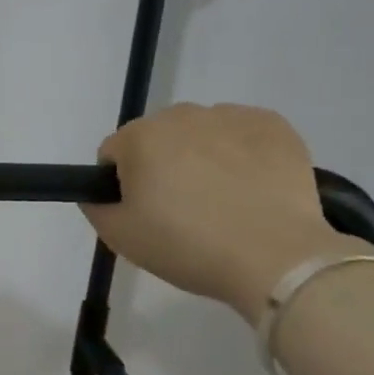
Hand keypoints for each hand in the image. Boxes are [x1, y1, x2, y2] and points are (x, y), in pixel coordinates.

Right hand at [82, 102, 370, 319]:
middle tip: (183, 209)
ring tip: (224, 200)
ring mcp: (229, 116)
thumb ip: (95, 206)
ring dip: (202, 155)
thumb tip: (99, 192)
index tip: (144, 212)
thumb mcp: (119, 237)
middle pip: (157, 138)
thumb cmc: (188, 246)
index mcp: (139, 137)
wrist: (278, 259)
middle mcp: (180, 115)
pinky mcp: (273, 125)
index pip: (114, 153)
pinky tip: (252, 186)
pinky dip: (242, 152)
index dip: (123, 185)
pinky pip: (242, 132)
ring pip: (200, 133)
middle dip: (163, 165)